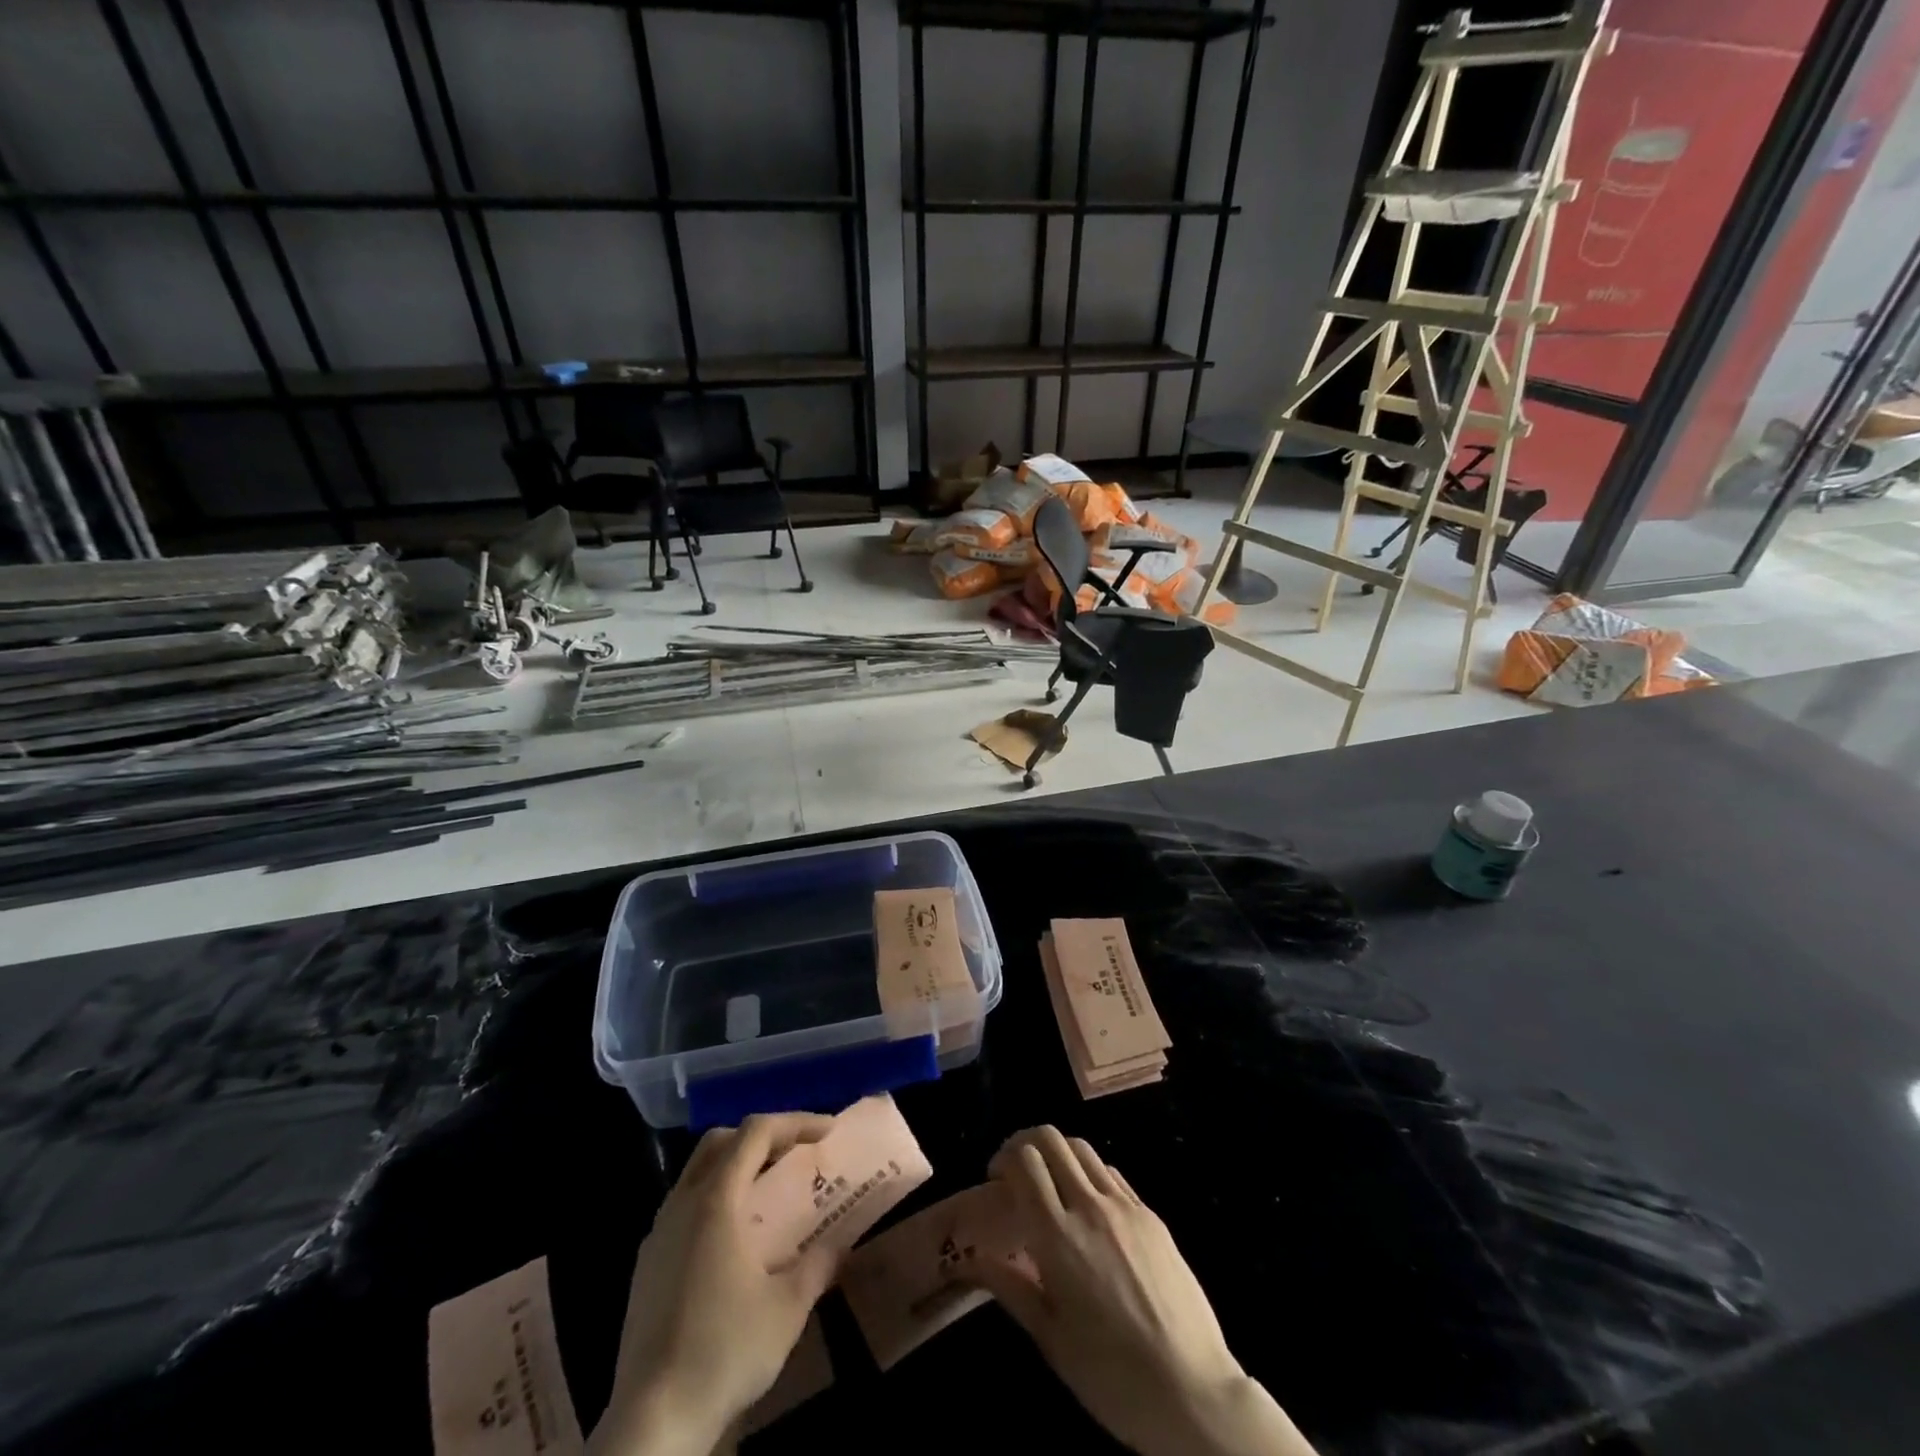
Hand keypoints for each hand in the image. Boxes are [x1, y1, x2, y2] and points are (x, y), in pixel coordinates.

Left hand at [590, 1113, 840, 1455]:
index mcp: (716, 1200)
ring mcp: (658, 1234)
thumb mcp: (787, 1308)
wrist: (651, 1423)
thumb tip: (839, 1246)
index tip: (827, 1132)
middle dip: (762, 1136)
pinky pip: (684, 1206)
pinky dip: (715, 1198)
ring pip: (698, 1172)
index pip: (756, 1132)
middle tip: (795, 1153)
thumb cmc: (724, 1351)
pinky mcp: (646, 1265)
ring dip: (736, 1166)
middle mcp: (682, 1204)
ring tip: (769, 1191)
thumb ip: (818, 1265)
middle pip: (722, 1141)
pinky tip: (734, 1238)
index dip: (795, 1122)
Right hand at [969, 1127, 1315, 1455]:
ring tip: (1051, 1184)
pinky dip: (1089, 1173)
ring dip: (1059, 1153)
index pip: (1025, 1161)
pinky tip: (1088, 1206)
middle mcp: (1090, 1207)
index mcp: (1059, 1236)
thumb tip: (971, 1259)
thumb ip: (1009, 1287)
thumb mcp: (1051, 1339)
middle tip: (1017, 1171)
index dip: (1004, 1158)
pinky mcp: (1151, 1215)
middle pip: (1052, 1139)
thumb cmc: (1112, 1376)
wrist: (1193, 1391)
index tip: (996, 1180)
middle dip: (1026, 1143)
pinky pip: (1111, 1174)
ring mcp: (1125, 1207)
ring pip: (1083, 1148)